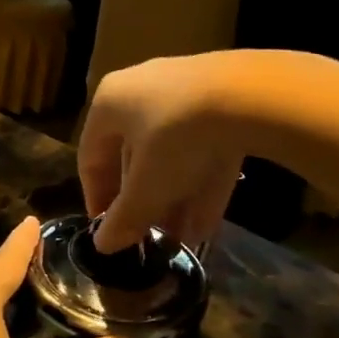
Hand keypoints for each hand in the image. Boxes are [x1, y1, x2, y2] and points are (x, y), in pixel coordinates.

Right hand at [79, 54, 248, 252]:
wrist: (248, 95)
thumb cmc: (175, 138)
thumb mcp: (146, 186)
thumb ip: (124, 218)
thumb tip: (103, 245)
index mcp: (110, 103)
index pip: (90, 156)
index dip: (96, 197)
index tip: (107, 230)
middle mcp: (142, 92)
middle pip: (134, 157)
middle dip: (144, 203)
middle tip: (149, 237)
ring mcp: (185, 94)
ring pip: (172, 155)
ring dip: (174, 201)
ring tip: (181, 240)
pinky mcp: (223, 102)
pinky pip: (203, 148)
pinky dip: (201, 185)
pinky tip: (207, 225)